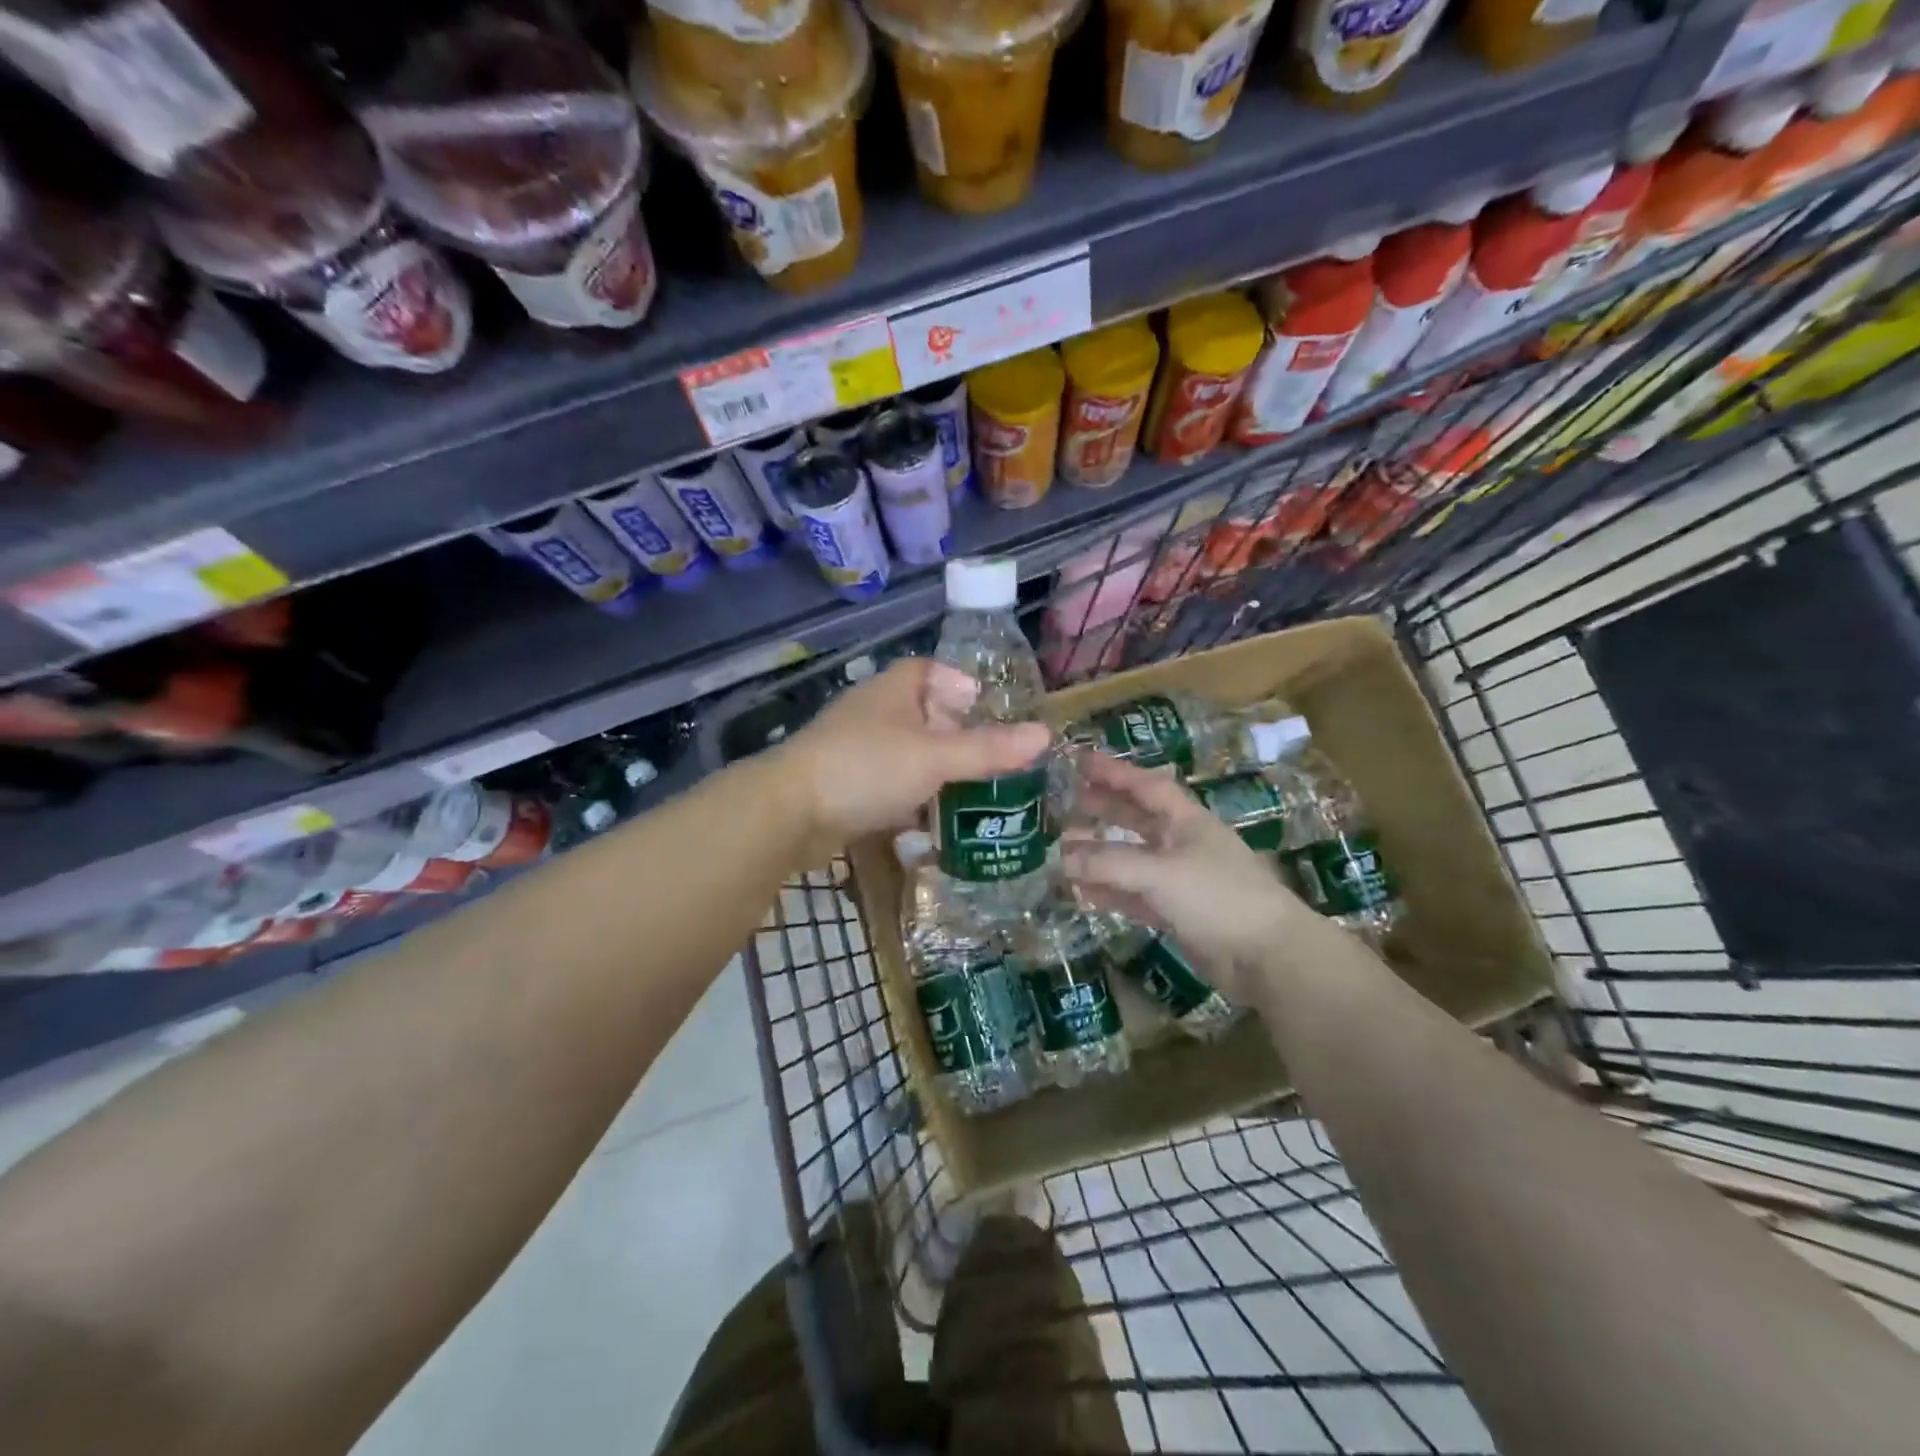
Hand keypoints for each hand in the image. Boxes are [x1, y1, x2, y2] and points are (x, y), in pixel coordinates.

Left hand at [779, 658, 1050, 849]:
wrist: (790, 813)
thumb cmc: (867, 768)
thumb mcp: (936, 757)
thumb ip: (988, 749)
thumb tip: (1045, 735)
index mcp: (894, 690)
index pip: (929, 670)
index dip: (959, 684)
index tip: (986, 710)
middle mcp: (874, 713)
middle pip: (922, 715)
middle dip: (956, 736)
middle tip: (992, 761)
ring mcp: (856, 750)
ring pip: (907, 755)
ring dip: (936, 773)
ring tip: (973, 796)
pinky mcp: (846, 787)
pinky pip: (889, 786)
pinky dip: (912, 800)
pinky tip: (933, 823)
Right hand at [1062, 752, 1307, 1000]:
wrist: (1267, 956)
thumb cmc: (1218, 897)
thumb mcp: (1160, 873)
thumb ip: (1109, 863)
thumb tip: (1061, 858)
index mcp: (1186, 821)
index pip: (1145, 786)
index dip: (1114, 772)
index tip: (1080, 761)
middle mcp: (1181, 844)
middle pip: (1136, 819)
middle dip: (1103, 808)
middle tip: (1066, 802)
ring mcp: (1179, 880)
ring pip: (1131, 859)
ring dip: (1100, 854)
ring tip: (1063, 848)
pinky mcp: (1176, 913)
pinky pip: (1133, 895)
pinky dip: (1109, 892)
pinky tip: (1082, 893)